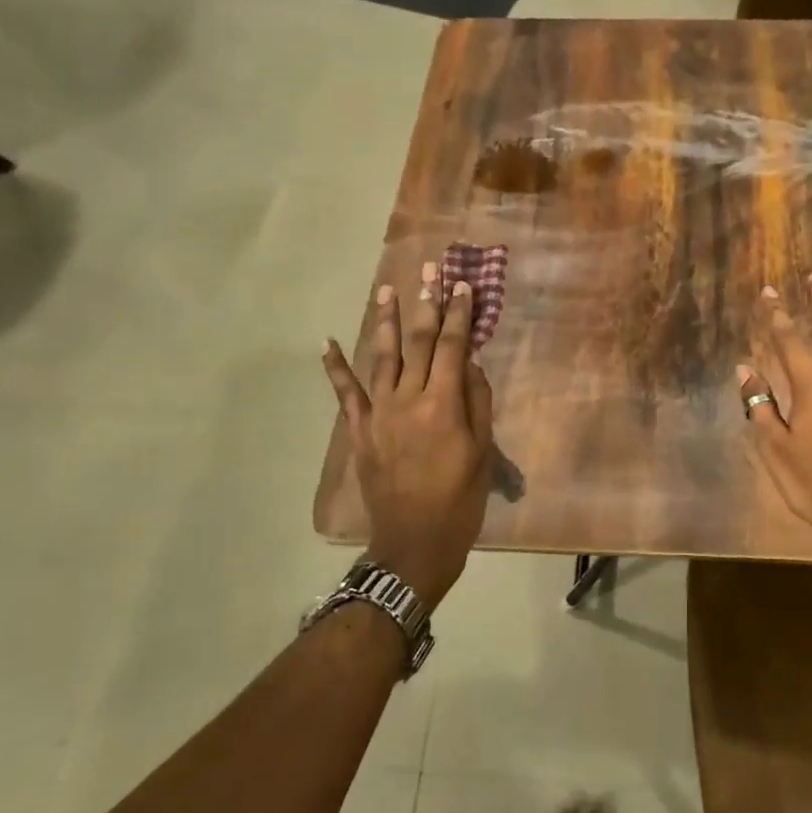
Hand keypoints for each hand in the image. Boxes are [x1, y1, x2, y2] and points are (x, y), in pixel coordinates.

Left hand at [323, 260, 493, 609]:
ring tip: (386, 289)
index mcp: (443, 405)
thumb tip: (468, 362)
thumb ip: (476, 402)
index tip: (463, 285)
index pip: (452, 347)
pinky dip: (336, 366)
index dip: (459, 314)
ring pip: (382, 357)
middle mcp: (408, 400)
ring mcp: (379, 414)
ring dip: (385, 321)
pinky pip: (346, 393)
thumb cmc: (460, 499)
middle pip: (418, 343)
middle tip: (429, 269)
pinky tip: (329, 341)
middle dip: (426, 304)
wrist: (415, 543)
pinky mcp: (361, 431)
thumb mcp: (483, 452)